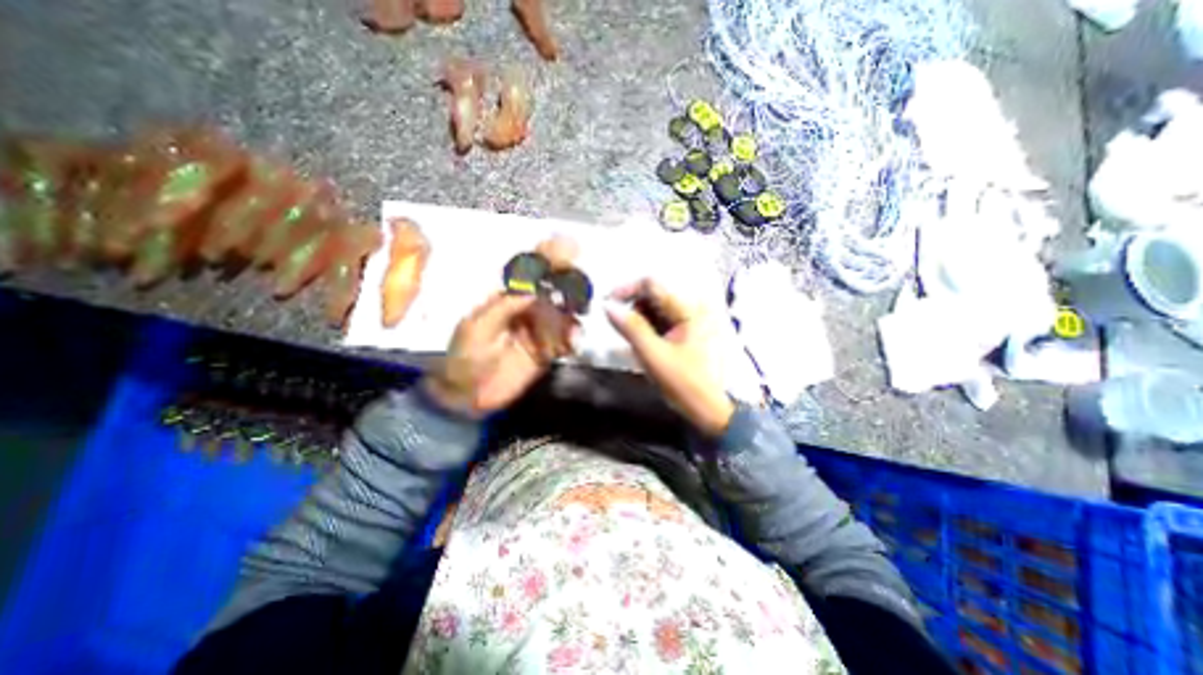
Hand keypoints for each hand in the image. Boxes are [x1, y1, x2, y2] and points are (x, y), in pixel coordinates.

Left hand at [423, 237, 582, 416]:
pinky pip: (566, 339)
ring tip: (579, 313)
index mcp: (506, 296)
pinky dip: (573, 337)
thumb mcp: (476, 329)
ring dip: (575, 309)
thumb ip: (503, 308)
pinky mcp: (548, 349)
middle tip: (580, 285)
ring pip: (565, 311)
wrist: (467, 395)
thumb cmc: (464, 357)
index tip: (568, 247)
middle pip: (553, 287)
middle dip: (569, 281)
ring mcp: (540, 328)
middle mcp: (527, 307)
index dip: (547, 256)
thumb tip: (531, 289)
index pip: (529, 270)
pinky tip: (574, 341)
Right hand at [606, 280, 739, 437]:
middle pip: (652, 294)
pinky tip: (644, 344)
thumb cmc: (684, 383)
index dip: (626, 290)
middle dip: (632, 308)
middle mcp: (691, 307)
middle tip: (619, 329)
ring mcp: (689, 319)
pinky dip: (646, 328)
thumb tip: (607, 306)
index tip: (607, 304)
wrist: (708, 409)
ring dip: (638, 320)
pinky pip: (660, 320)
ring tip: (633, 342)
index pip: (652, 284)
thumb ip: (631, 328)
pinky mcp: (685, 330)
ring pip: (654, 308)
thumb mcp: (654, 355)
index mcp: (688, 309)